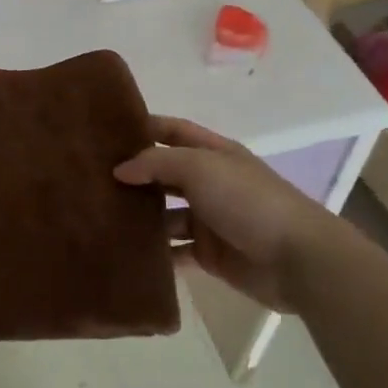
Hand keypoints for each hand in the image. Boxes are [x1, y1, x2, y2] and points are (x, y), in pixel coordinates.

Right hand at [114, 116, 326, 310]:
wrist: (297, 259)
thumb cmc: (248, 200)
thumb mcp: (200, 167)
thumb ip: (157, 163)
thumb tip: (120, 169)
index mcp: (214, 153)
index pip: (173, 131)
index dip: (145, 127)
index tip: (107, 131)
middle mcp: (210, 183)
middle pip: (165, 174)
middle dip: (134, 175)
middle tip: (90, 178)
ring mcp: (209, 220)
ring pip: (165, 214)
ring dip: (139, 216)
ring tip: (98, 217)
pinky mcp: (208, 254)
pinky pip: (173, 251)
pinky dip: (153, 252)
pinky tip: (123, 252)